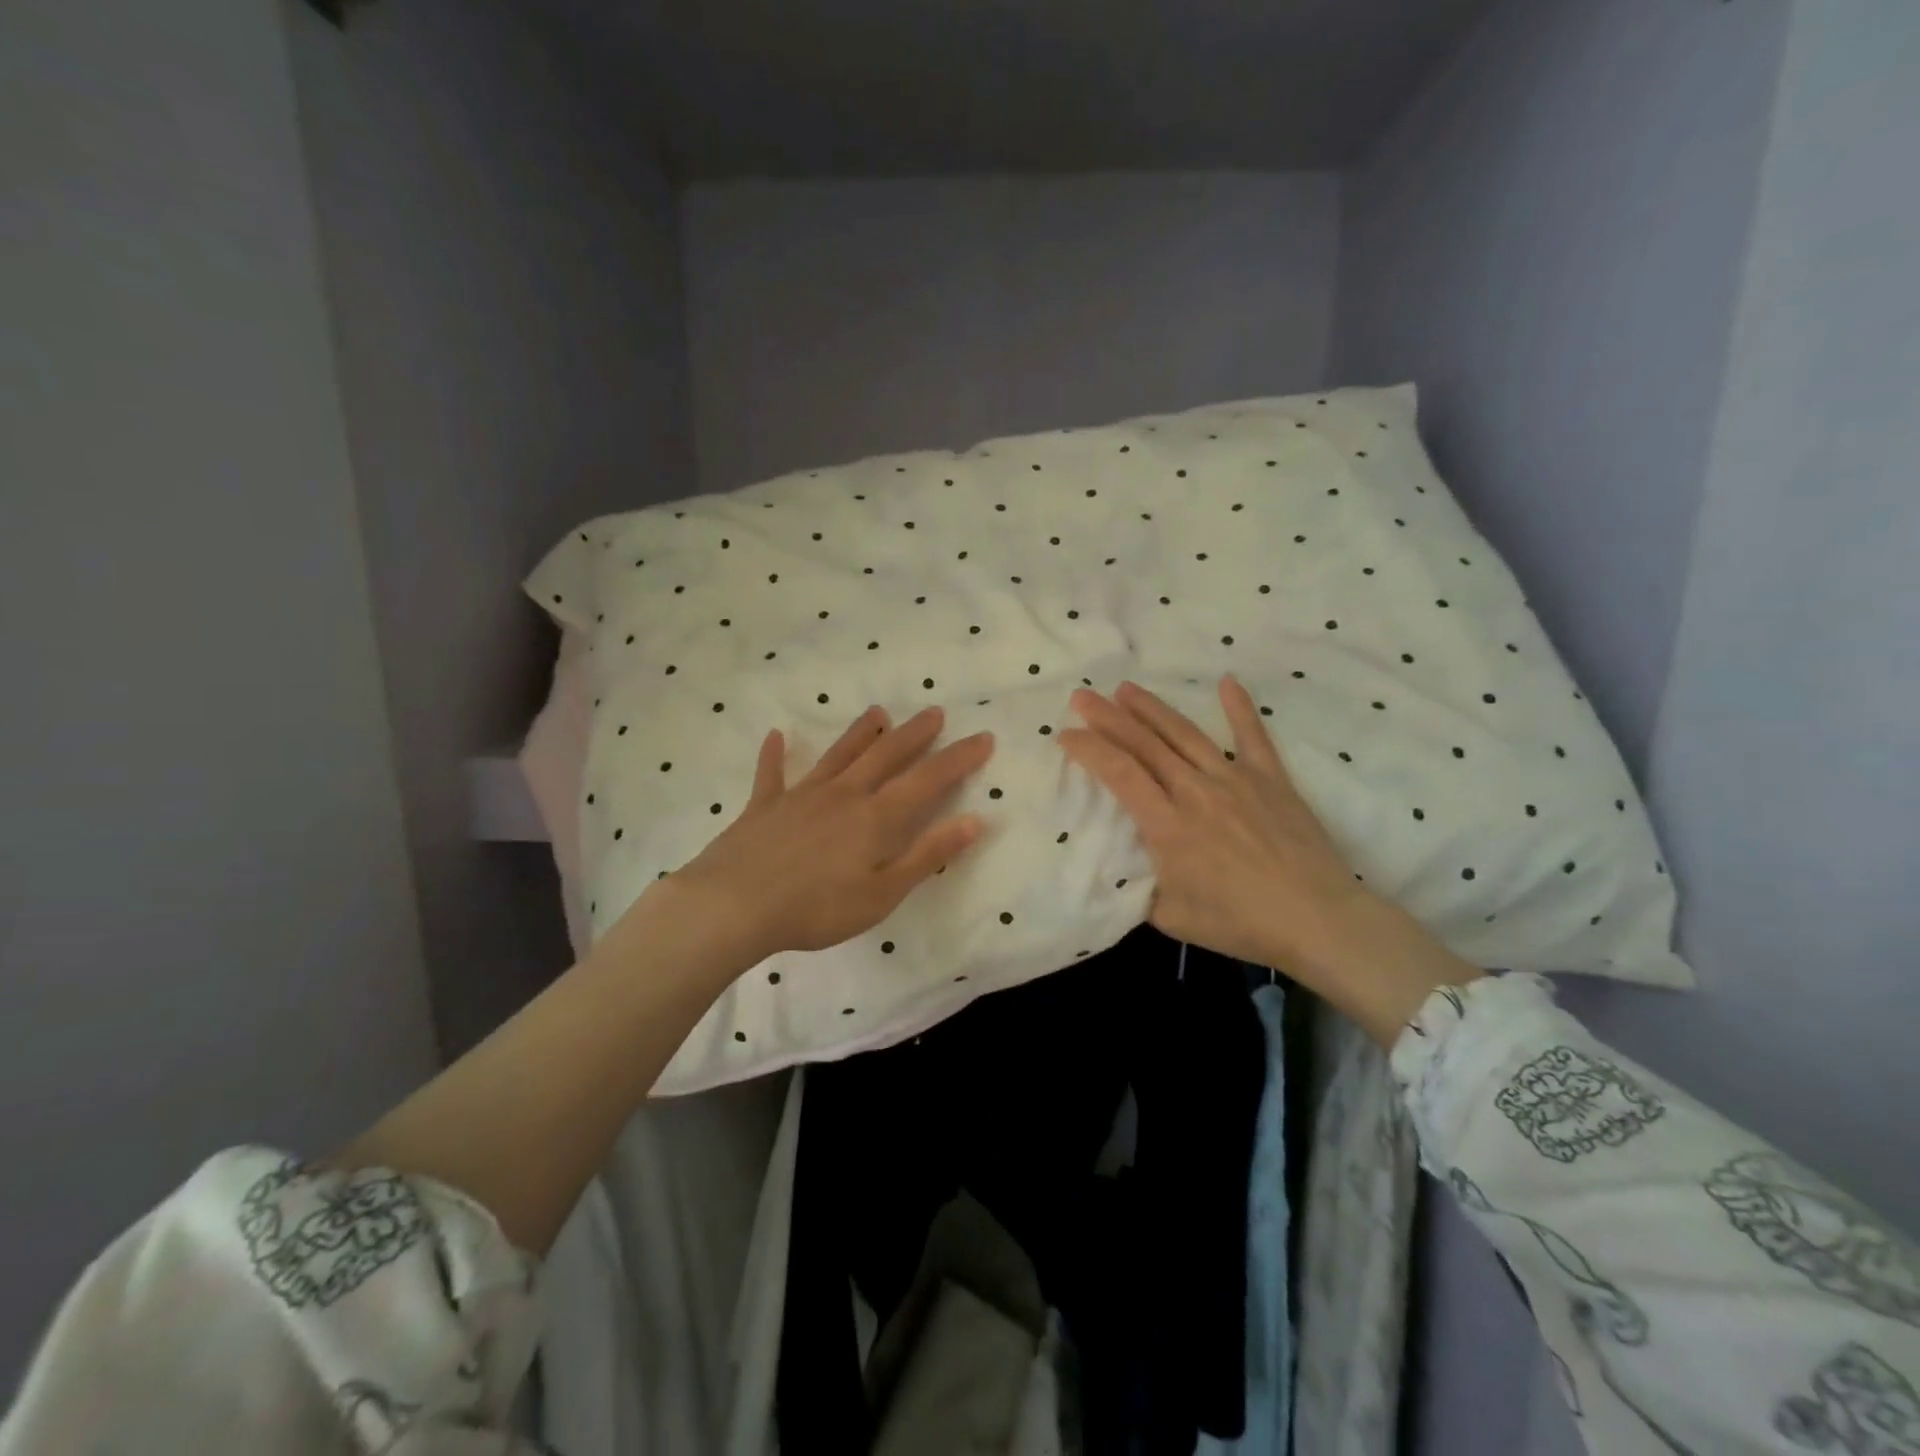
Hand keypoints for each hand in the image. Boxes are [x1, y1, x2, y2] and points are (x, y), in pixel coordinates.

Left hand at [660, 706, 992, 967]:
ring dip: (860, 733)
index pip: (928, 779)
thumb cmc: (817, 908)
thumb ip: (927, 855)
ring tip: (878, 712)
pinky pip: (772, 773)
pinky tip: (775, 735)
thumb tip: (973, 820)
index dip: (958, 758)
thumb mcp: (883, 893)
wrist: (734, 906)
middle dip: (914, 734)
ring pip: (839, 755)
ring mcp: (802, 795)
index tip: (983, 737)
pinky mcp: (764, 806)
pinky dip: (774, 754)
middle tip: (934, 712)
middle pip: (885, 755)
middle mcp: (844, 794)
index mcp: (876, 817)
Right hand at [1060, 677, 1478, 1043]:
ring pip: (1186, 734)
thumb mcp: (1172, 918)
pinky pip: (1253, 737)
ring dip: (1153, 708)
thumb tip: (1124, 872)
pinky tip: (1228, 682)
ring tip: (1126, 688)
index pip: (1118, 773)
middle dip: (1108, 717)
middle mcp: (1196, 791)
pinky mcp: (1271, 780)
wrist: (1318, 920)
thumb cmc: (1241, 924)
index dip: (1088, 749)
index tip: (1064, 735)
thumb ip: (1141, 890)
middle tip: (1081, 696)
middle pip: (1144, 743)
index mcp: (1168, 824)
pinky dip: (1239, 708)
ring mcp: (1236, 779)